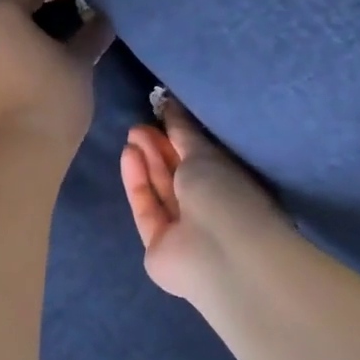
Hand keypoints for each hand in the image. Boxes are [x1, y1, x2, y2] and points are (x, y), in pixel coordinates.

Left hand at [0, 0, 114, 154]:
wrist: (13, 153)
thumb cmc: (51, 96)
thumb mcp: (79, 63)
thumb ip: (90, 36)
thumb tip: (102, 21)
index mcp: (0, 13)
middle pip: (7, 11)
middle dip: (35, 13)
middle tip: (65, 22)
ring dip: (19, 39)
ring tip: (48, 51)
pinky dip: (6, 61)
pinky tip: (27, 75)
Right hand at [121, 98, 279, 298]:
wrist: (219, 254)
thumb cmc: (225, 195)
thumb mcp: (205, 154)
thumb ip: (184, 132)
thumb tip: (170, 105)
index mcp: (230, 186)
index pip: (201, 159)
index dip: (179, 138)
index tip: (160, 115)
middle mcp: (208, 208)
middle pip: (178, 175)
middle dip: (158, 148)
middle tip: (139, 125)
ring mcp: (183, 230)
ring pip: (160, 190)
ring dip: (146, 162)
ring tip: (132, 135)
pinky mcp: (157, 244)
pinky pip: (146, 208)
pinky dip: (137, 183)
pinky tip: (128, 156)